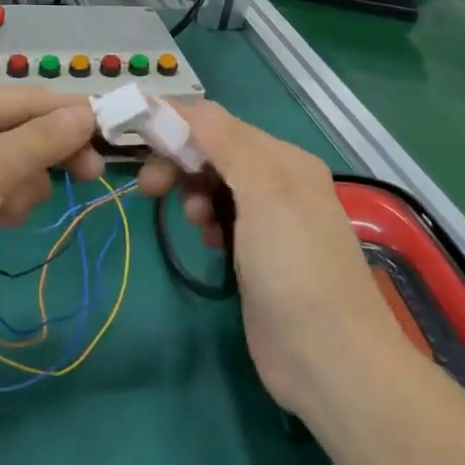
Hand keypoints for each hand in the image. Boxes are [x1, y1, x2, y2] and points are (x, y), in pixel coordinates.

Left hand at [0, 88, 103, 346]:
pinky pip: (0, 194)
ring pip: (16, 165)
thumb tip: (86, 113)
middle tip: (92, 174)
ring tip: (13, 209)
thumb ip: (42, 139)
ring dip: (27, 184)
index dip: (68, 113)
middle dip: (52, 152)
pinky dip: (11, 203)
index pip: (25, 99)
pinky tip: (4, 222)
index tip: (112, 131)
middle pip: (22, 131)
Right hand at [138, 100, 406, 419]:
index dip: (177, 126)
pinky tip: (208, 241)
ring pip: (216, 187)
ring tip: (194, 222)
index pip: (220, 125)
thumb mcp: (264, 193)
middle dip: (181, 164)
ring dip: (194, 194)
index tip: (135, 139)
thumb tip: (192, 105)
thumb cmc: (294, 267)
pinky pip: (224, 221)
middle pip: (216, 154)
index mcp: (285, 160)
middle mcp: (280, 183)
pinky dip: (208, 222)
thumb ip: (227, 143)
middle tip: (150, 189)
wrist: (329, 358)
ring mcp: (271, 223)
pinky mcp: (259, 258)